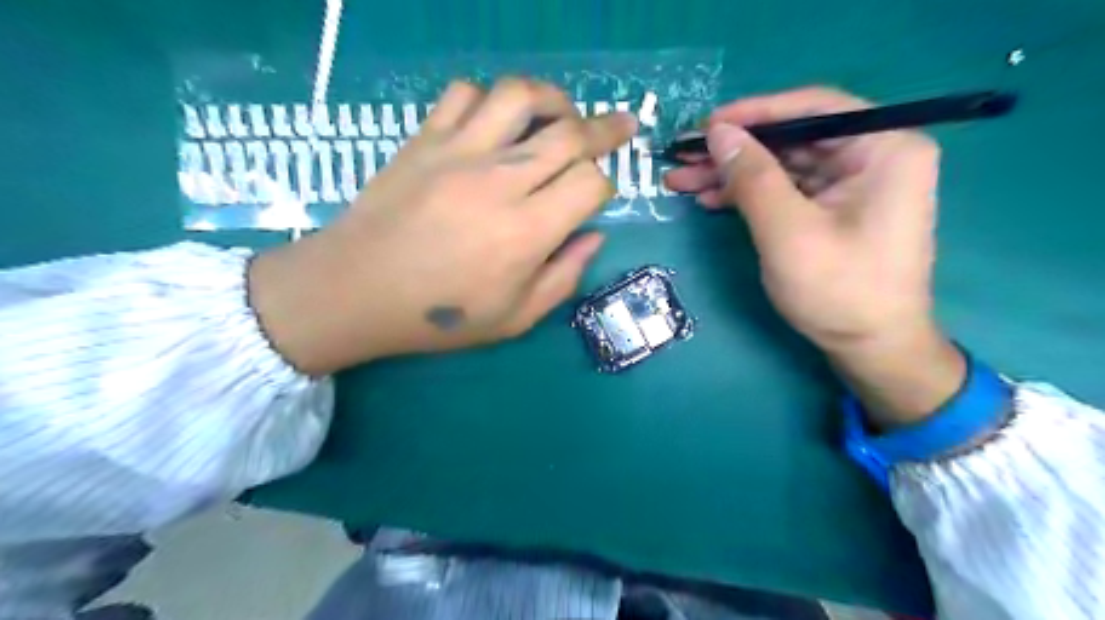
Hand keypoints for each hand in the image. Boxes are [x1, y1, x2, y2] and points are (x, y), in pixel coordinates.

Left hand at [248, 77, 635, 374]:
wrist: (355, 290)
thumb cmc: (439, 316)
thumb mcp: (515, 318)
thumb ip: (564, 276)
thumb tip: (593, 235)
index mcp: (526, 231)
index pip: (590, 183)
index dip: (605, 185)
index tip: (597, 197)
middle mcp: (499, 181)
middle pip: (569, 133)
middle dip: (606, 129)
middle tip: (622, 125)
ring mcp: (459, 152)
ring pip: (520, 96)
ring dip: (553, 99)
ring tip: (563, 112)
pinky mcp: (425, 139)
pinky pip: (465, 94)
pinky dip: (490, 99)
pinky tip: (497, 120)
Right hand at [660, 86, 964, 425]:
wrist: (870, 348)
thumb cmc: (839, 289)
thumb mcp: (788, 231)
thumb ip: (752, 177)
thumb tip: (718, 132)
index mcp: (883, 148)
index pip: (812, 109)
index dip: (753, 113)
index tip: (705, 126)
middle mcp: (873, 156)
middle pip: (791, 139)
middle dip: (733, 151)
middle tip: (683, 158)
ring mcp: (853, 184)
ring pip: (782, 165)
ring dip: (732, 174)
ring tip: (683, 182)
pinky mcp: (834, 209)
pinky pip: (786, 190)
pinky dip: (749, 195)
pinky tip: (712, 199)